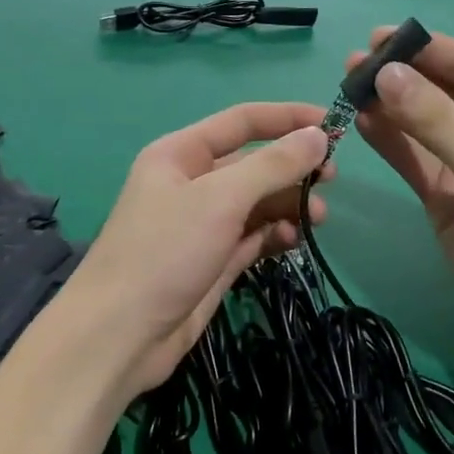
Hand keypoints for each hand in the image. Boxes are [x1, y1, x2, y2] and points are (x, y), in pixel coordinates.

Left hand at [62, 103, 331, 395]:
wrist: (120, 335)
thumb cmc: (165, 251)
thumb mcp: (220, 199)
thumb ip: (272, 165)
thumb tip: (318, 135)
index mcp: (180, 154)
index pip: (242, 121)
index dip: (288, 118)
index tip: (333, 124)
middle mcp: (190, 183)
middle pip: (252, 163)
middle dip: (292, 168)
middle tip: (330, 180)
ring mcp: (201, 225)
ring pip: (256, 203)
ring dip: (288, 205)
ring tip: (316, 219)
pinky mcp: (212, 262)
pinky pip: (252, 237)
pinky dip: (274, 236)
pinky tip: (292, 242)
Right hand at [351, 29, 453, 347]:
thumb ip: (437, 123)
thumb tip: (386, 74)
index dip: (427, 50)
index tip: (379, 37)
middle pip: (443, 94)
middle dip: (402, 77)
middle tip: (354, 63)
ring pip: (422, 126)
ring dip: (389, 107)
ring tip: (348, 85)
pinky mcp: (445, 196)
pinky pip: (413, 159)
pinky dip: (389, 141)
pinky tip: (361, 122)